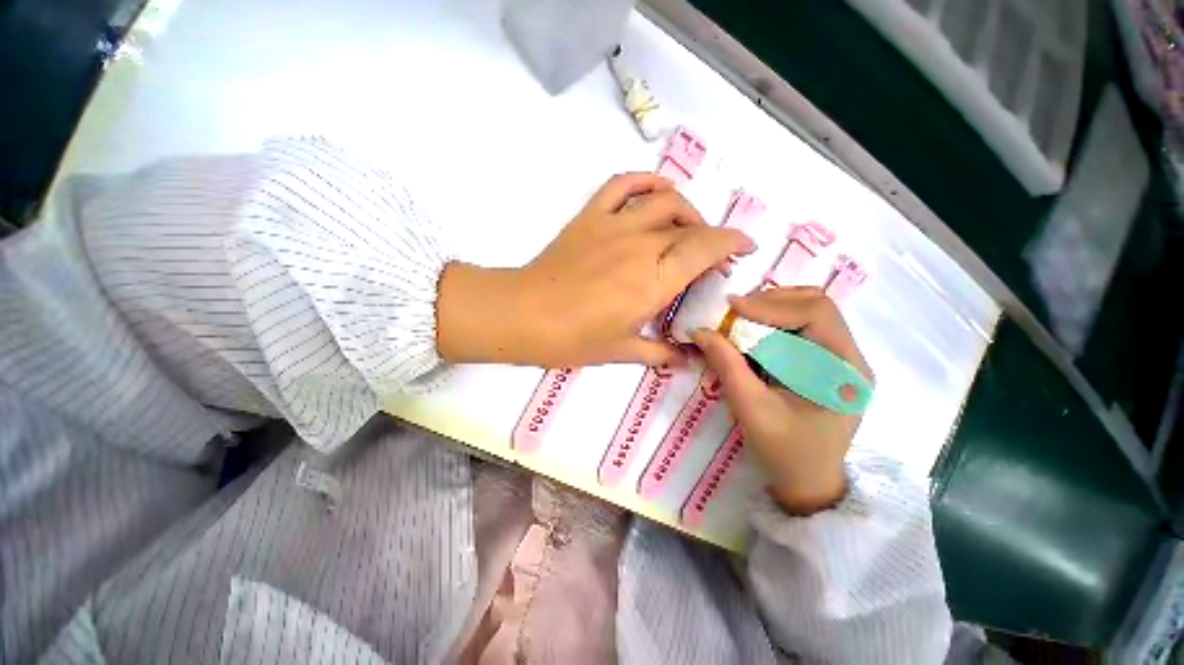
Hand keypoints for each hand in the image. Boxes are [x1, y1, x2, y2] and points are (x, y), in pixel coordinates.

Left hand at [438, 173, 754, 367]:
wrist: (524, 315)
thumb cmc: (573, 339)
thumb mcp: (620, 352)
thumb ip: (659, 353)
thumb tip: (687, 360)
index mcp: (652, 283)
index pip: (705, 249)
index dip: (732, 243)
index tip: (745, 248)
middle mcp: (640, 247)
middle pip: (690, 227)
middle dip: (711, 237)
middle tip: (712, 257)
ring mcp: (614, 226)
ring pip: (664, 201)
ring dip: (687, 210)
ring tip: (688, 228)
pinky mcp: (591, 216)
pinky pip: (624, 185)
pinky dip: (646, 181)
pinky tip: (656, 192)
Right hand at [690, 287, 873, 515]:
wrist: (807, 482)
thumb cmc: (784, 452)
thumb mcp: (750, 408)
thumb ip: (726, 365)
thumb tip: (700, 331)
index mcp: (843, 371)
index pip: (817, 314)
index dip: (772, 305)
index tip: (732, 307)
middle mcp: (850, 358)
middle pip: (817, 306)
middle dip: (772, 302)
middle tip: (735, 311)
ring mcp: (841, 359)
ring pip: (810, 312)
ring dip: (773, 310)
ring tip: (742, 319)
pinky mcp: (827, 363)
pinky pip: (803, 328)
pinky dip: (775, 323)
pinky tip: (754, 334)